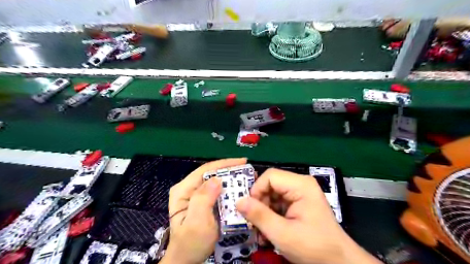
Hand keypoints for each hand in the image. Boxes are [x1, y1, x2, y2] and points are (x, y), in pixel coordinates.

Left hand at [161, 158, 247, 263]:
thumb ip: (203, 199)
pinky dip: (228, 189)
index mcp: (183, 190)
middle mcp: (188, 189)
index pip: (205, 170)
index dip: (224, 164)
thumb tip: (217, 178)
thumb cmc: (191, 244)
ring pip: (215, 181)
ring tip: (247, 178)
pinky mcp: (201, 202)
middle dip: (230, 171)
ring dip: (231, 179)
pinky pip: (217, 191)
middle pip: (211, 174)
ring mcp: (194, 195)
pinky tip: (239, 189)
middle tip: (248, 171)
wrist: (186, 262)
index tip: (243, 161)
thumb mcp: (197, 222)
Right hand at [235, 169, 380, 263]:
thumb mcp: (283, 234)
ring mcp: (300, 193)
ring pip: (272, 194)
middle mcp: (300, 184)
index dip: (256, 190)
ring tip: (261, 231)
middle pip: (270, 184)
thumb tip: (238, 201)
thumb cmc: (314, 248)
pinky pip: (278, 203)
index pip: (270, 176)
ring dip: (264, 211)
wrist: (338, 263)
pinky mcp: (299, 203)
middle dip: (260, 203)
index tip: (250, 210)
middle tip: (254, 223)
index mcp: (300, 185)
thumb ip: (259, 216)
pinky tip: (270, 231)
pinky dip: (271, 215)